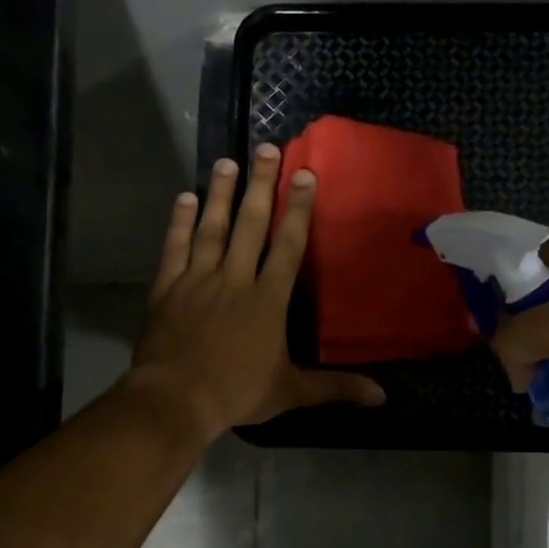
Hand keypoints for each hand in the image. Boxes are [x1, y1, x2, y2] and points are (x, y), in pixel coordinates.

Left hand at [129, 144, 385, 438]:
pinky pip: (175, 248)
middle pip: (250, 224)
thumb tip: (381, 396)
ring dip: (220, 194)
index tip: (304, 174)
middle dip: (261, 185)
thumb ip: (335, 388)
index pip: (287, 245)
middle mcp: (234, 279)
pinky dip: (179, 223)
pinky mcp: (167, 289)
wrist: (175, 399)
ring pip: (212, 228)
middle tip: (267, 148)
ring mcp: (197, 280)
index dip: (298, 209)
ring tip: (227, 162)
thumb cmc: (236, 393)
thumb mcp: (290, 392)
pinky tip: (183, 198)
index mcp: (267, 300)